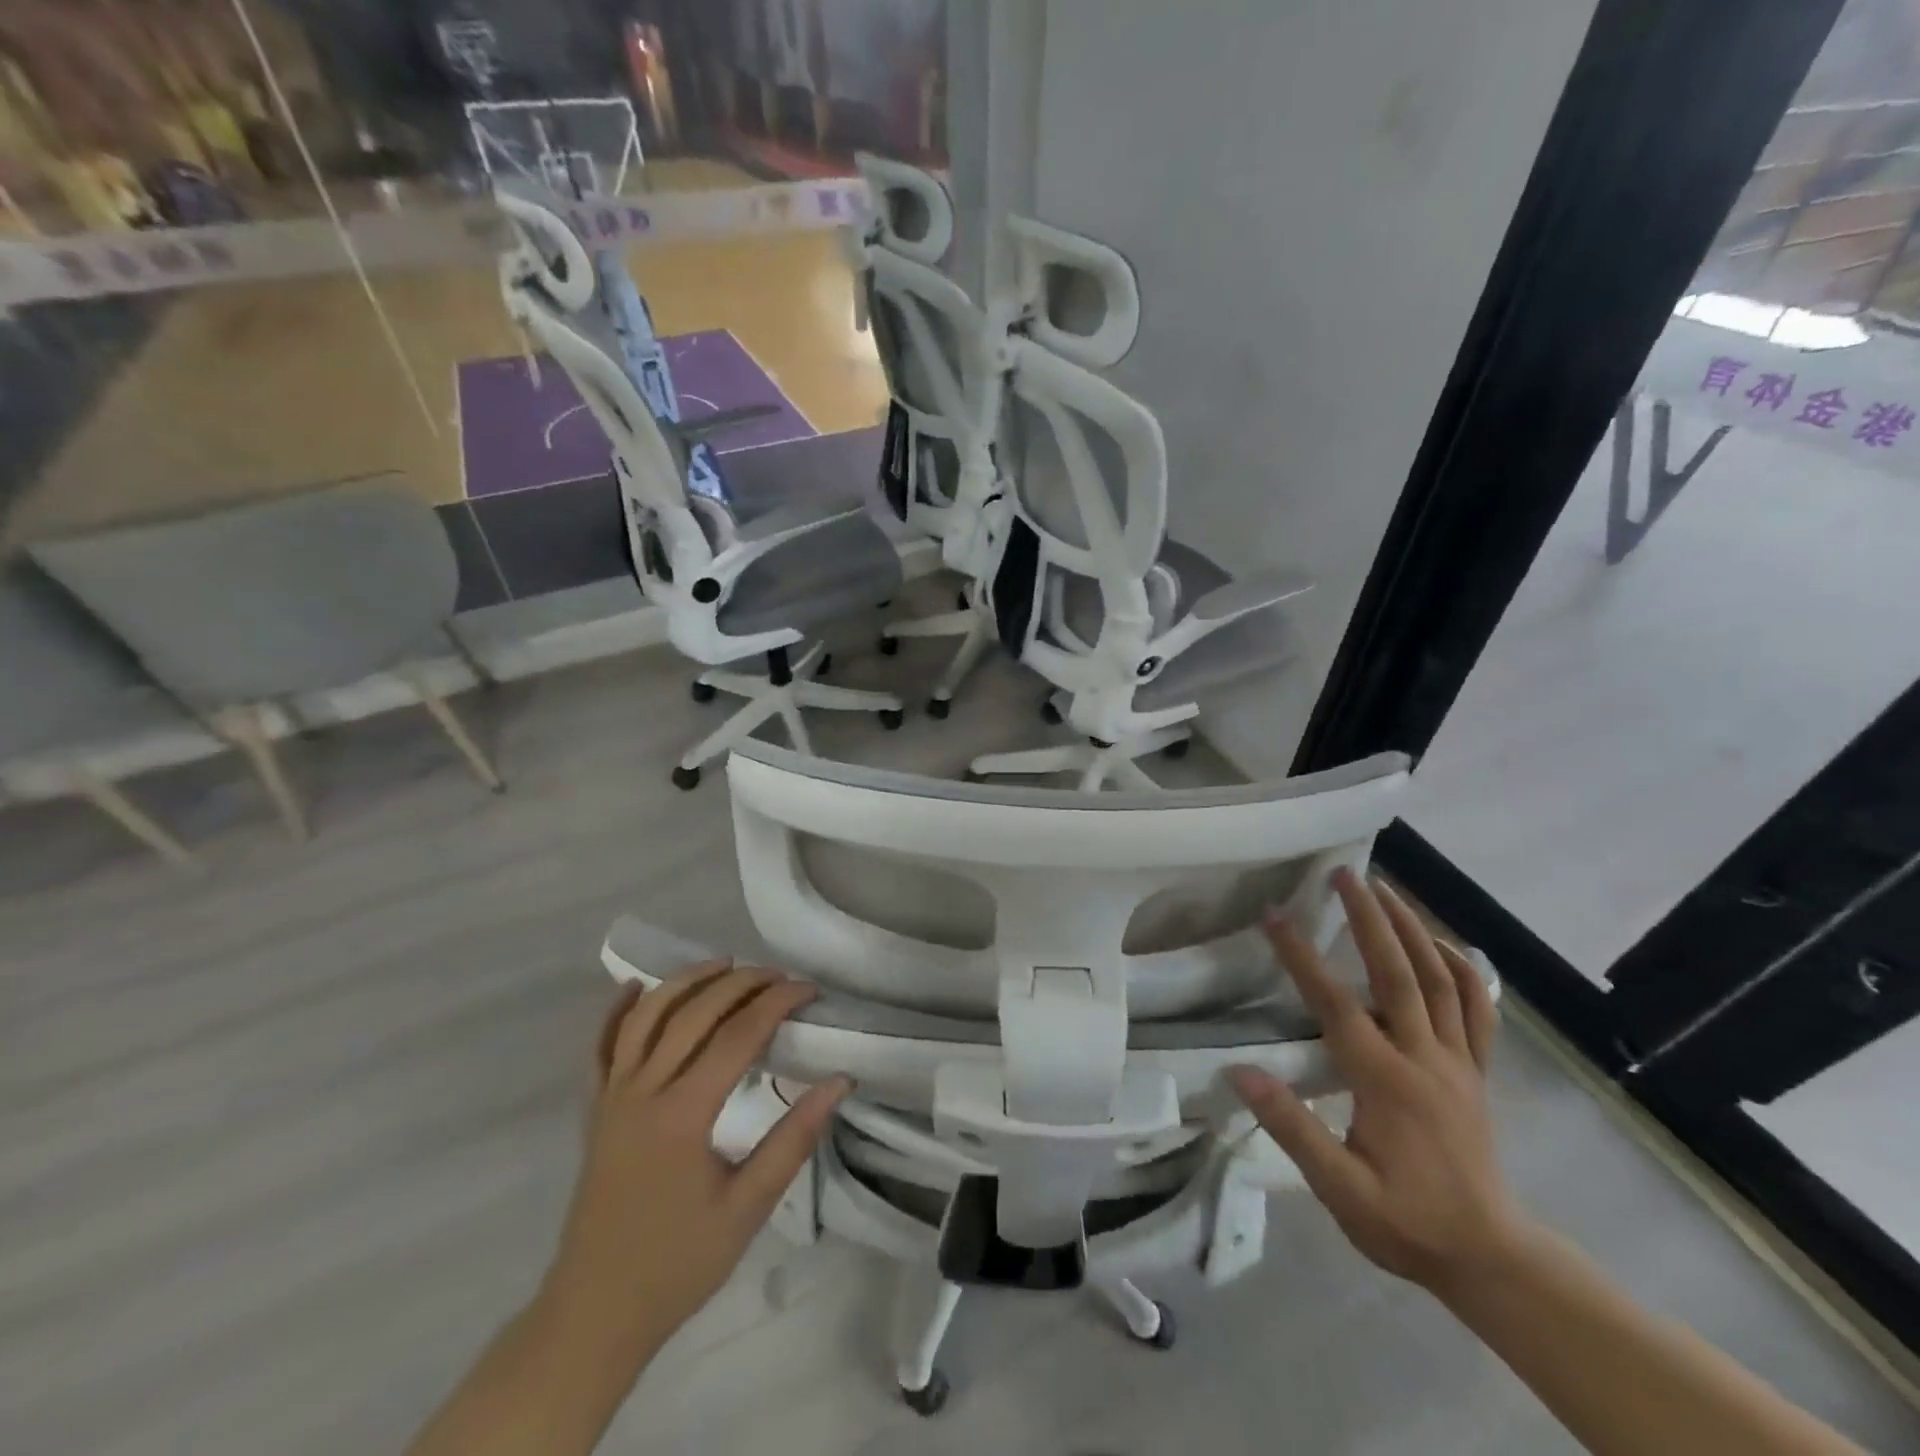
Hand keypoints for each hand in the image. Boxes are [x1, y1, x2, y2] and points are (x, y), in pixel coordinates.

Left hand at [538, 963, 848, 1371]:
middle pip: (694, 1013)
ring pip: (646, 1017)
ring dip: (686, 982)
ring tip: (724, 964)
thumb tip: (840, 1082)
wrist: (595, 1312)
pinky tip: (634, 987)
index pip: (737, 1035)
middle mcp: (643, 1091)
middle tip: (778, 976)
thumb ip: (794, 1139)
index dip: (776, 1003)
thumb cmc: (679, 1263)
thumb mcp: (748, 1207)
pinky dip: (617, 1011)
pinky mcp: (595, 1110)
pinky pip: (601, 1048)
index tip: (808, 990)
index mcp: (683, 1114)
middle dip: (740, 983)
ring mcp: (613, 1097)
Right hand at [1228, 870, 1525, 1294]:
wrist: (1493, 1259)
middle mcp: (1426, 1058)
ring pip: (1441, 979)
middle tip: (1344, 874)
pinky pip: (1477, 1007)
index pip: (1336, 1004)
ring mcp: (1459, 1061)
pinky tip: (1438, 942)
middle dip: (1369, 918)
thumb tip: (1240, 1072)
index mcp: (1386, 1082)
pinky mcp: (1477, 1070)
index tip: (1274, 916)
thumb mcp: (1341, 1191)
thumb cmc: (1407, 1224)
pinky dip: (1460, 967)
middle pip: (1398, 973)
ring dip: (1412, 927)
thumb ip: (1293, 1129)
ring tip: (1384, 887)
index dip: (1302, 957)